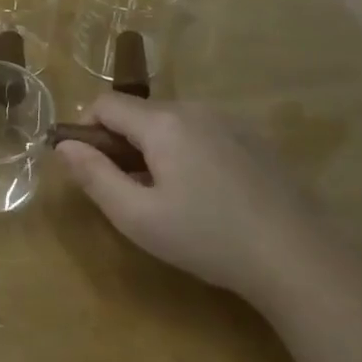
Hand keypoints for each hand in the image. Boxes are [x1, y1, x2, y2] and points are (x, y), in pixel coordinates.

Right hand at [56, 95, 325, 297]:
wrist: (297, 257)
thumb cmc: (207, 238)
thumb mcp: (136, 217)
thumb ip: (94, 176)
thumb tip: (63, 146)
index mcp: (162, 123)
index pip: (105, 104)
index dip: (86, 131)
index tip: (92, 170)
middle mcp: (195, 109)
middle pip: (138, 112)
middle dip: (121, 143)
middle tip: (130, 192)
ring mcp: (229, 121)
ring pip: (171, 123)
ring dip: (155, 148)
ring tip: (169, 197)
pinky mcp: (254, 139)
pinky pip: (202, 132)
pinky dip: (187, 152)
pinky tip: (206, 195)